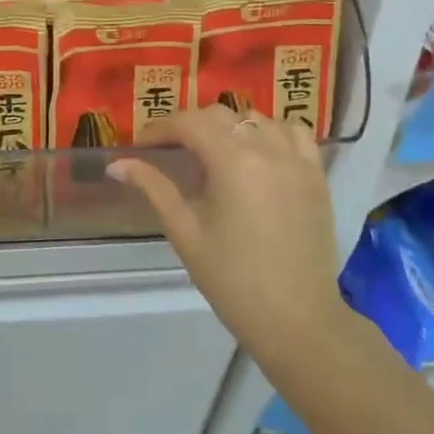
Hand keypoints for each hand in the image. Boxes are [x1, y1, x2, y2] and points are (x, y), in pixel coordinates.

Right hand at [108, 106, 351, 365]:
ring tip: (213, 151)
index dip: (160, 129)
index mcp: (233, 161)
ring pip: (258, 118)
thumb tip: (117, 165)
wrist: (295, 318)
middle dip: (190, 125)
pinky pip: (294, 133)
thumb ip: (153, 187)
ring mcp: (298, 160)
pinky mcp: (316, 175)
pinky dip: (271, 132)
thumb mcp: (184, 231)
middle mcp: (268, 149)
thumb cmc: (231, 278)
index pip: (189, 123)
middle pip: (221, 115)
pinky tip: (258, 153)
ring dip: (230, 126)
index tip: (142, 146)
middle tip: (170, 150)